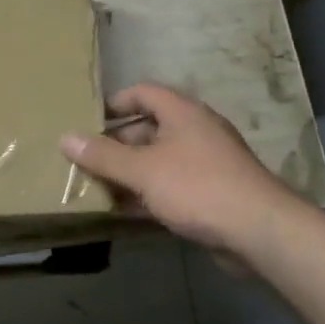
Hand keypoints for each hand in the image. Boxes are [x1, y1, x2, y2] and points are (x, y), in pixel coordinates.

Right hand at [60, 83, 292, 256]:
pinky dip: (148, 194)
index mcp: (183, 113)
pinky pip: (171, 186)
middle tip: (86, 159)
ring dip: (130, 172)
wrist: (259, 230)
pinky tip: (124, 211)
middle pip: (149, 128)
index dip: (115, 102)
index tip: (87, 119)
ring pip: (159, 160)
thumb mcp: (143, 170)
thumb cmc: (198, 187)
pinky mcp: (212, 193)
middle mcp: (196, 132)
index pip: (144, 93)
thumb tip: (65, 137)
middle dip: (117, 143)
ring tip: (96, 186)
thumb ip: (103, 155)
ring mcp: (206, 163)